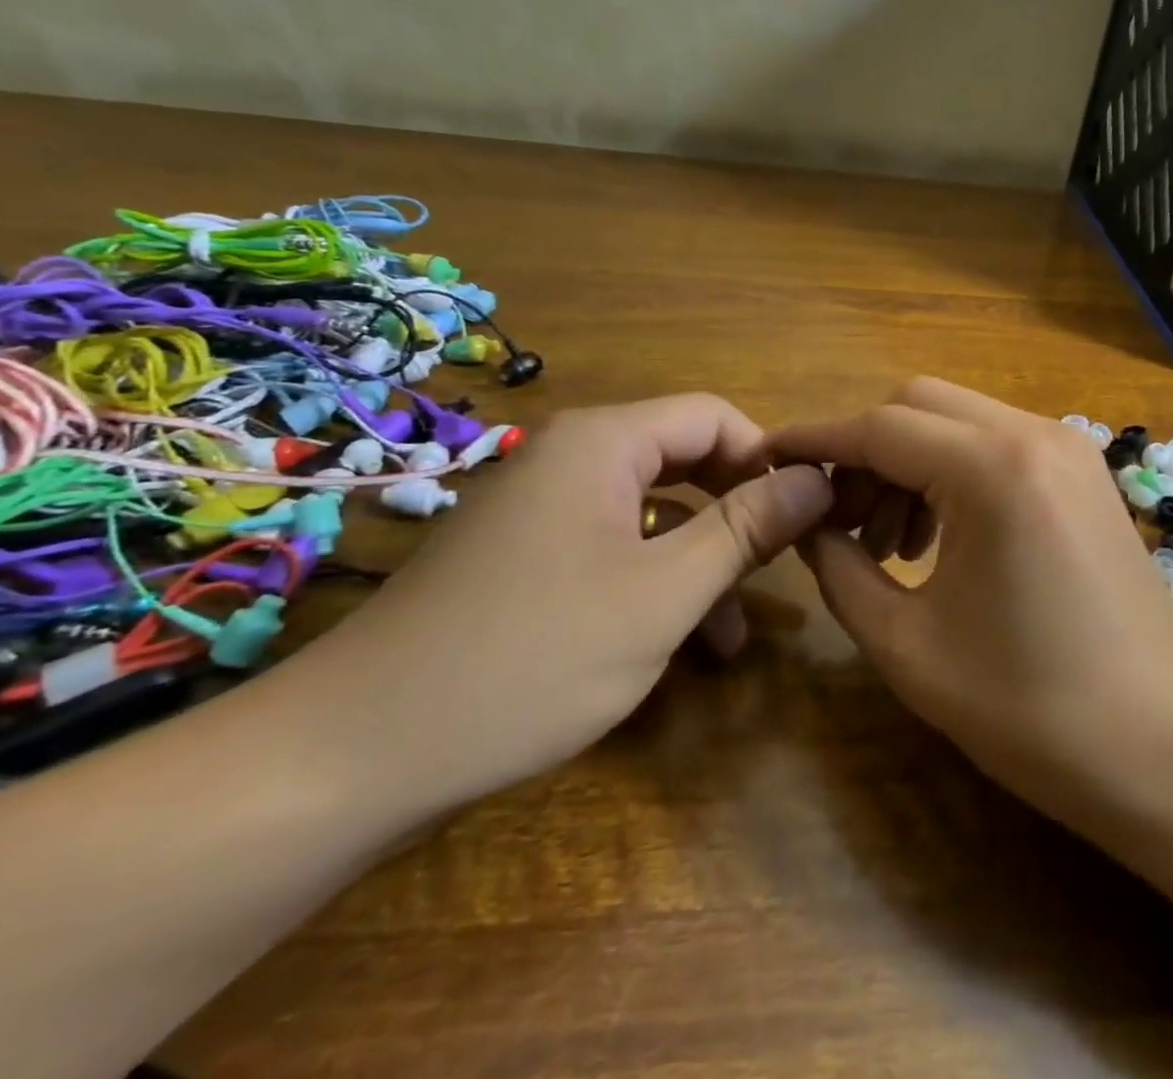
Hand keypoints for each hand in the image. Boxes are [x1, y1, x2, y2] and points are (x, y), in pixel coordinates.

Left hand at [277, 396, 832, 811]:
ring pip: (651, 513)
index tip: (806, 515)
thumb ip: (748, 528)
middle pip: (685, 460)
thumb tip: (820, 477)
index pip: (714, 416)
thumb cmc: (531, 657)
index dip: (768, 458)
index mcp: (603, 443)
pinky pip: (611, 548)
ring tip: (733, 635)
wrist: (352, 757)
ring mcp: (541, 510)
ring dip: (700, 562)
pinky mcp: (522, 558)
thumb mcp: (664, 594)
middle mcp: (571, 459)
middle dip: (738, 514)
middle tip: (779, 568)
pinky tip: (676, 644)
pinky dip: (653, 583)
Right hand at [773, 378, 1172, 826]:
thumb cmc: (1035, 711)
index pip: (878, 427)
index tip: (765, 459)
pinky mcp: (1084, 474)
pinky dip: (953, 473)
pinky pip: (998, 445)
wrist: (1172, 750)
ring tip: (888, 545)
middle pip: (918, 404)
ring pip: (959, 421)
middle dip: (864, 450)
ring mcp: (1069, 449)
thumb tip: (808, 524)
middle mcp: (1035, 434)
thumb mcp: (909, 647)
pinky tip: (940, 539)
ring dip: (908, 462)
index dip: (814, 440)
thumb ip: (840, 570)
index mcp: (992, 468)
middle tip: (837, 521)